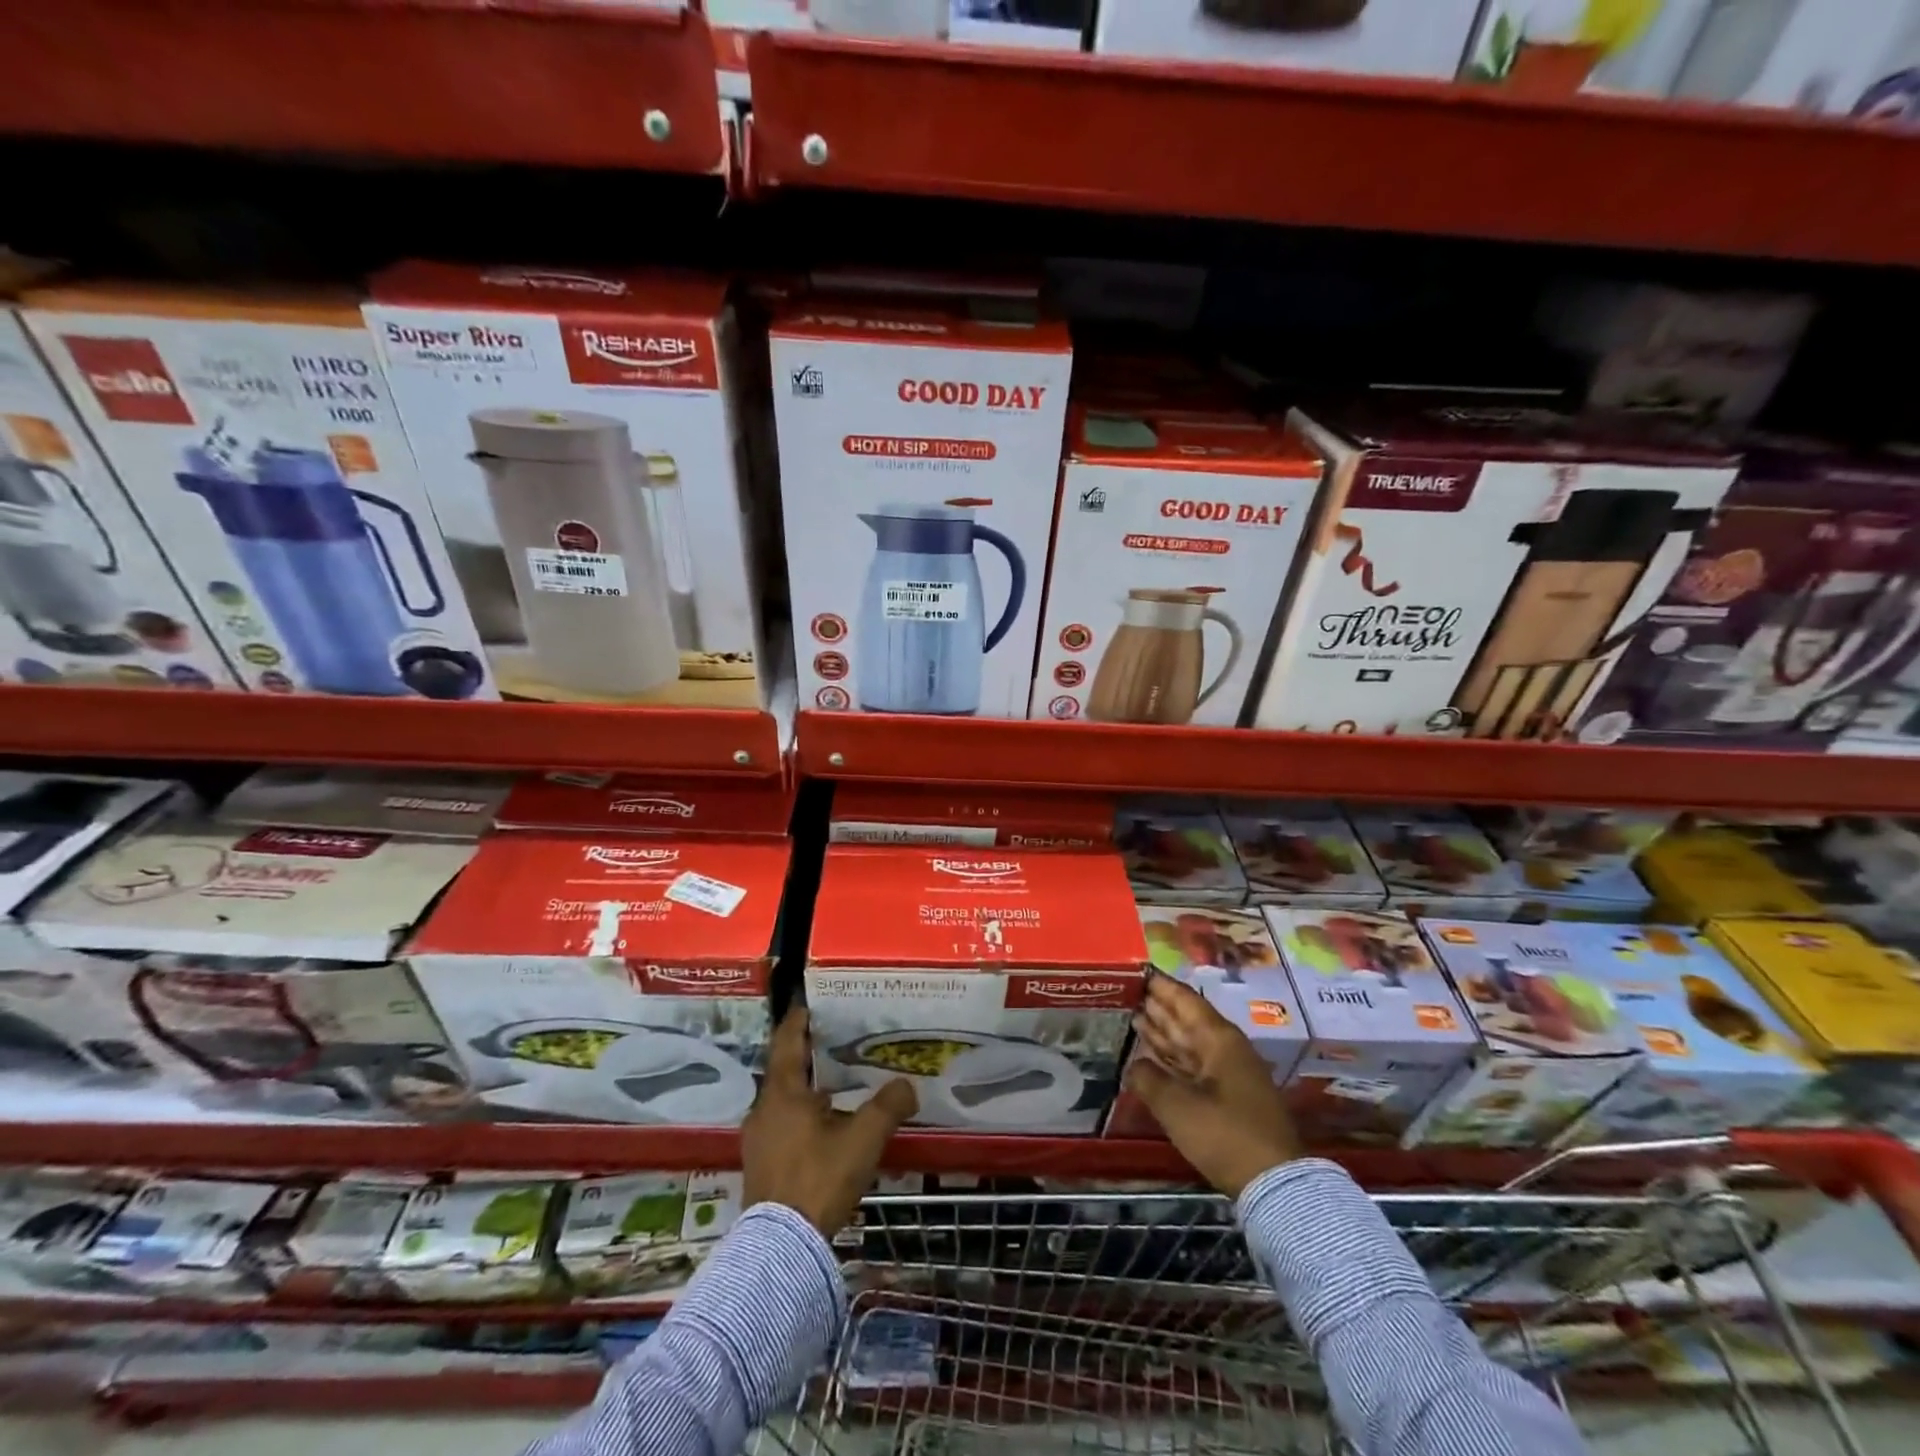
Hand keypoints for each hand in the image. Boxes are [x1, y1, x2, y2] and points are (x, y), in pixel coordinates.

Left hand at [742, 1007, 917, 1235]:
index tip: (815, 1003)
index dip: (800, 1019)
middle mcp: (764, 1108)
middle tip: (839, 1038)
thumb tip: (908, 1085)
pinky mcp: (762, 1164)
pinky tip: (827, 1122)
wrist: (782, 1248)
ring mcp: (759, 1138)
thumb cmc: (819, 1178)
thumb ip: (888, 1106)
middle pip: (785, 1068)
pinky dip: (803, 1112)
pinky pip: (783, 1122)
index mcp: (782, 1092)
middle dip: (810, 1052)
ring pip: (784, 1098)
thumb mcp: (862, 1138)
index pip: (787, 1040)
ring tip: (838, 1080)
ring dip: (807, 1085)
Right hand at [1126, 973, 1302, 1197]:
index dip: (1160, 985)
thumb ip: (1148, 1079)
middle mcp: (1226, 1049)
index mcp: (1219, 1039)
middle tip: (1128, 991)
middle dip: (1159, 1006)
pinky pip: (1193, 1066)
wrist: (1274, 1184)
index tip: (1137, 970)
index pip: (1184, 1000)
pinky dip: (1172, 1059)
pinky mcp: (1228, 1099)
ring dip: (1163, 1032)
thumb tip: (1134, 1065)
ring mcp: (1229, 1074)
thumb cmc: (1225, 1134)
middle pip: (1187, 1019)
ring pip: (1189, 1044)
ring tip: (1134, 1016)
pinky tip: (1153, 1056)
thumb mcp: (1177, 1106)